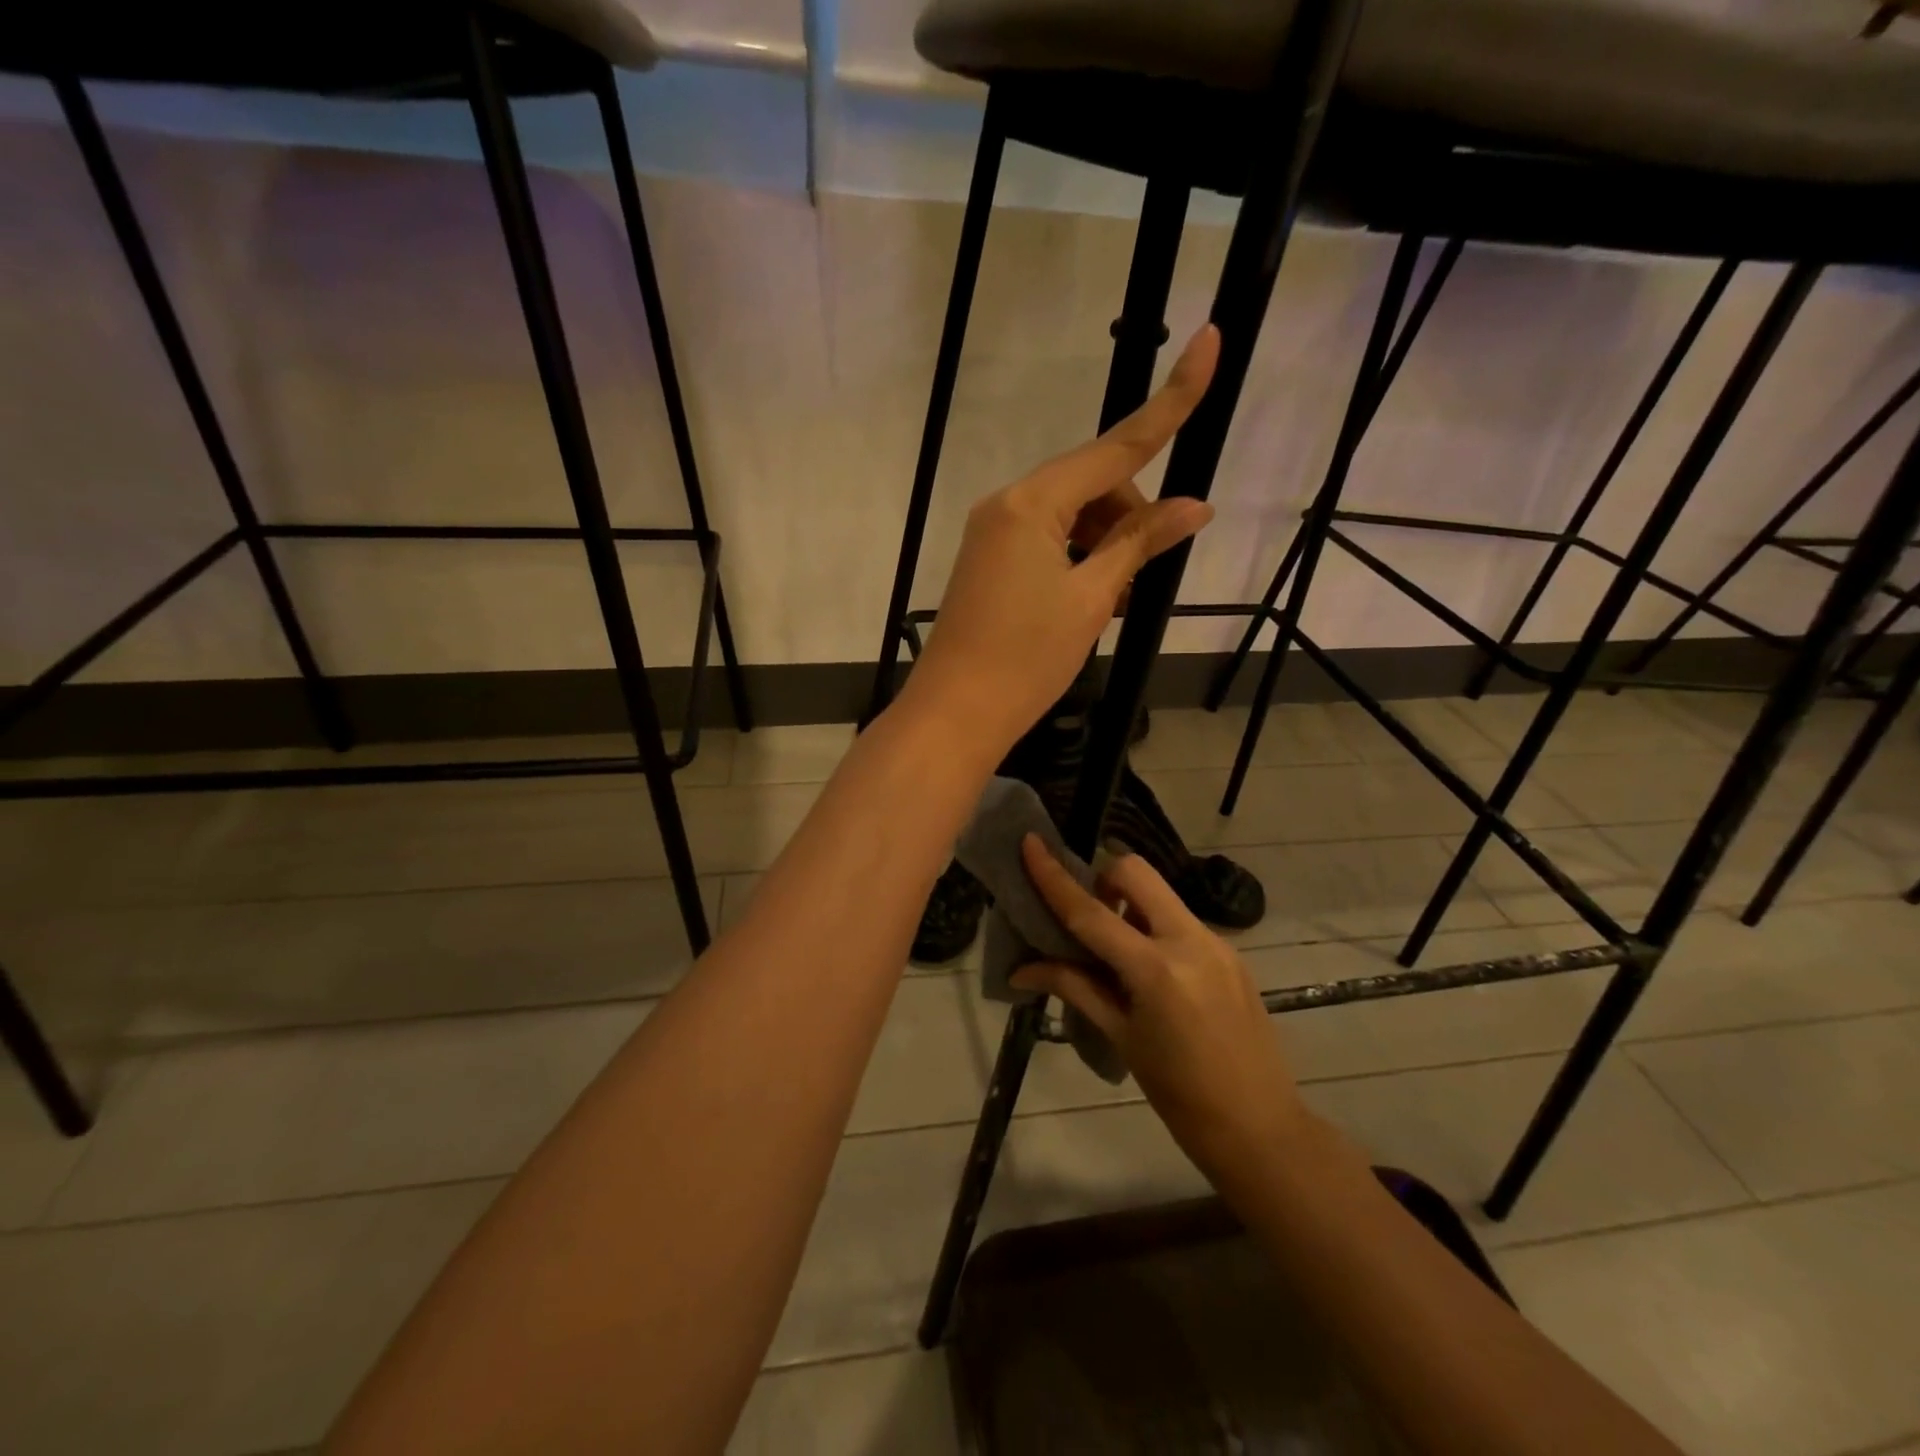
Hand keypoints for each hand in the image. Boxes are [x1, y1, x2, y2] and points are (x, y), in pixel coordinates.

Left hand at [900, 326, 1219, 757]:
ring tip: (1113, 605)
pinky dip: (1078, 562)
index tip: (1209, 342)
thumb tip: (1195, 506)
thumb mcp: (1092, 599)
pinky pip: (1047, 542)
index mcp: (1031, 503)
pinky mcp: (989, 562)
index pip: (1115, 446)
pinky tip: (1089, 604)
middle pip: (1092, 485)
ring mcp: (993, 534)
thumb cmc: (1026, 659)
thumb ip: (1139, 544)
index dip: (1169, 403)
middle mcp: (1006, 505)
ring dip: (1105, 547)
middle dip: (1129, 520)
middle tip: (1139, 582)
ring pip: (1071, 517)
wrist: (955, 714)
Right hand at [1011, 834, 1307, 1192]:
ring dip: (1129, 904)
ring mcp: (1217, 942)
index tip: (1031, 843)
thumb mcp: (1122, 1038)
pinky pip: (1181, 920)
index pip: (1091, 912)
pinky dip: (1154, 927)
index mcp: (1156, 970)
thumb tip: (1022, 969)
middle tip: (1089, 917)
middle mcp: (1190, 941)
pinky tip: (1152, 973)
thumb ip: (1075, 988)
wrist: (1262, 1129)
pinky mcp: (1232, 952)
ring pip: (1161, 894)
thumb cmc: (1180, 1095)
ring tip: (1119, 954)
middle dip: (1102, 878)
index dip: (1054, 876)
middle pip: (1136, 873)